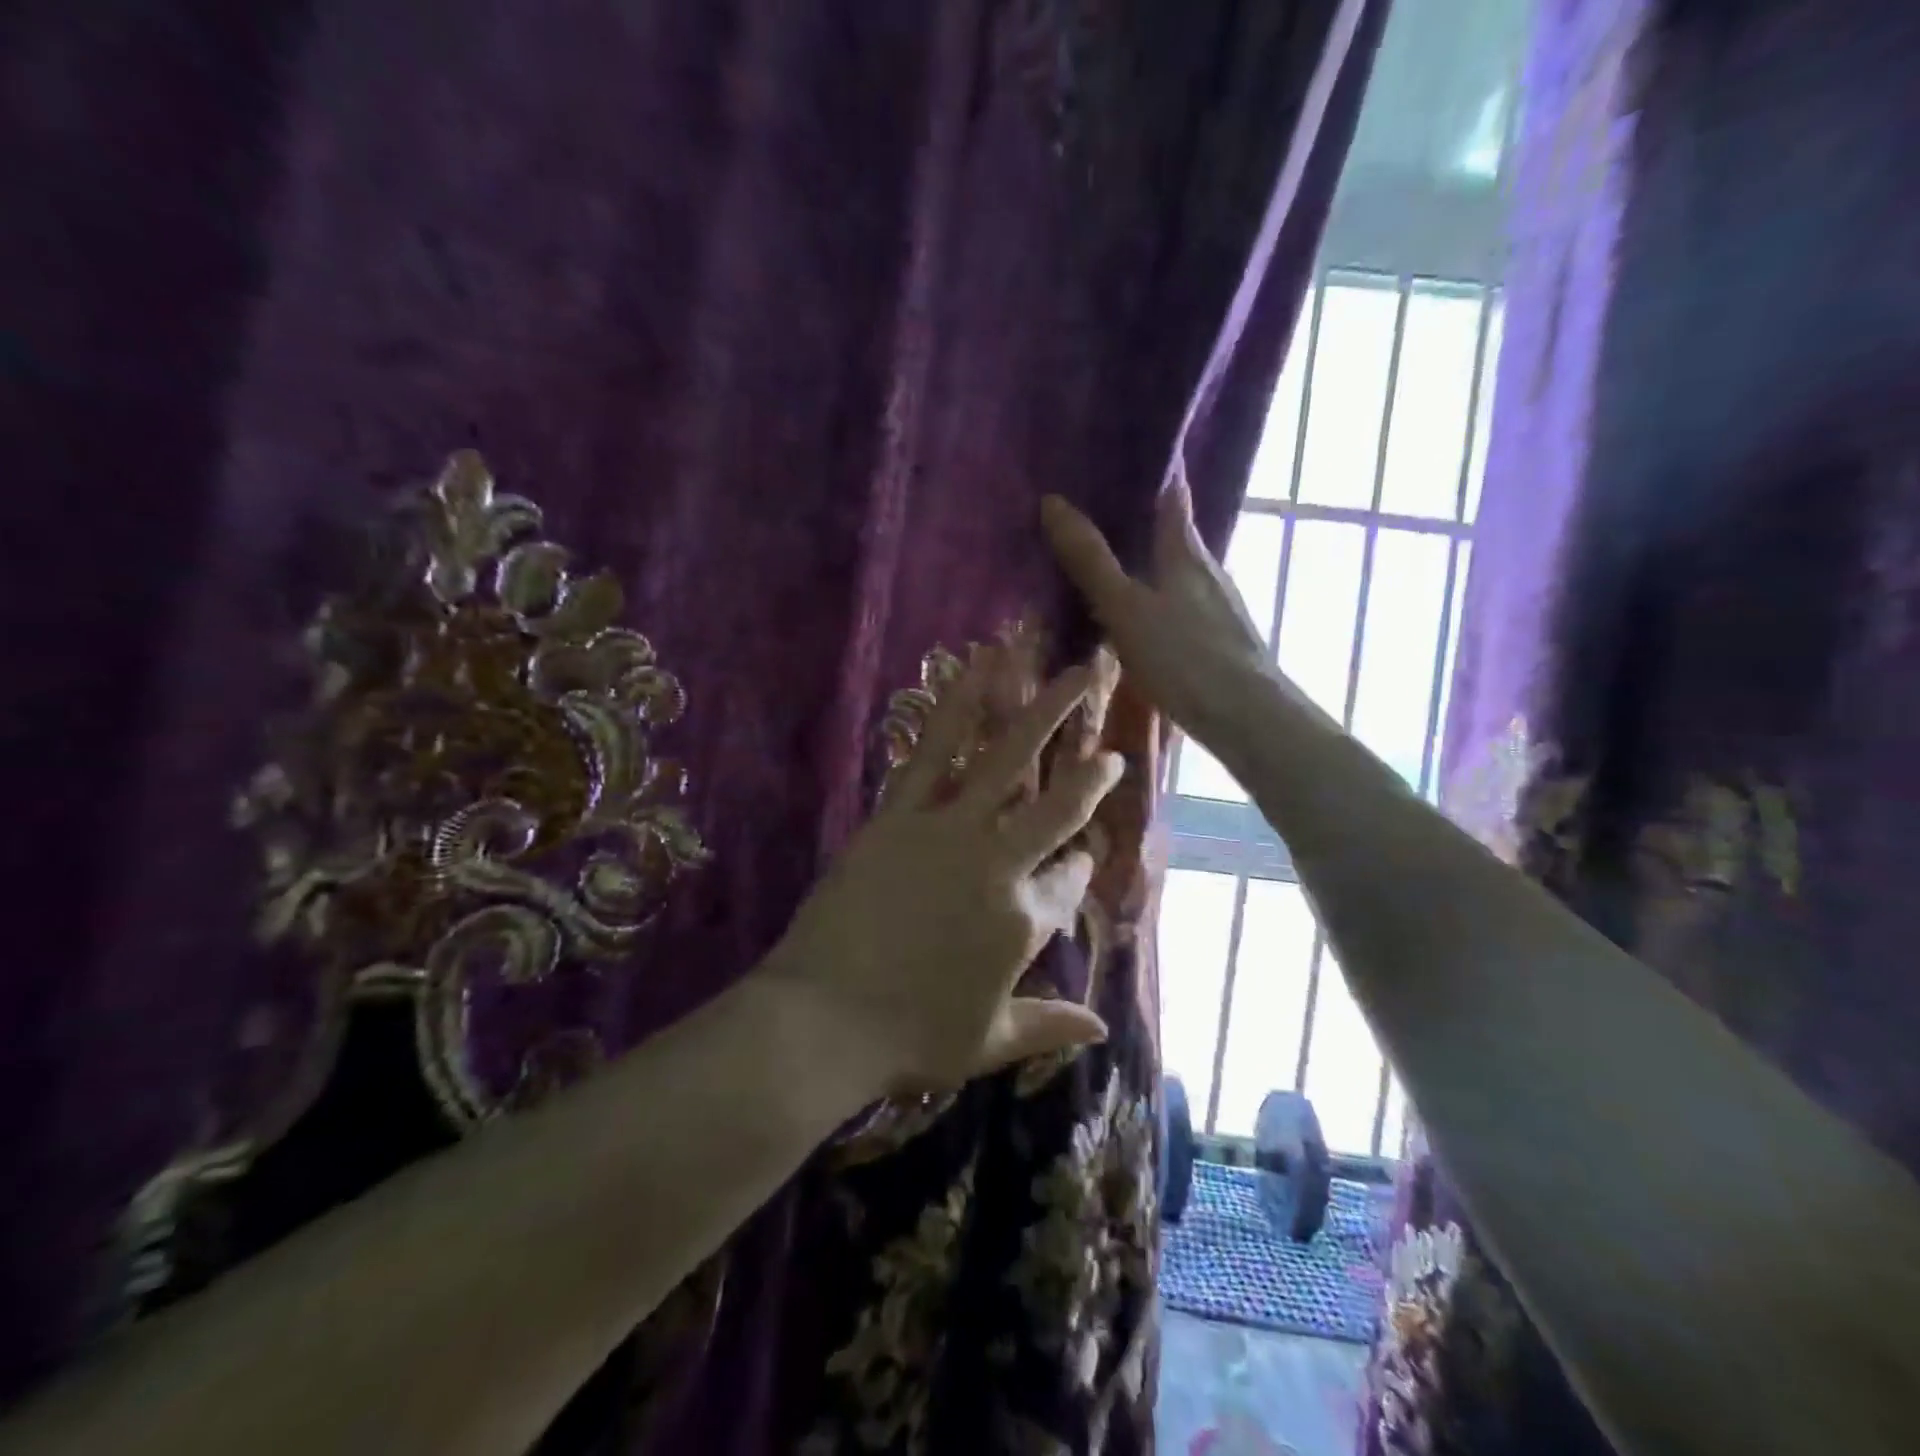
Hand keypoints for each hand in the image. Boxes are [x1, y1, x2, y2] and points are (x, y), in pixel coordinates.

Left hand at [768, 649, 1122, 1097]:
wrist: (822, 1019)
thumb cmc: (907, 1037)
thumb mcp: (987, 1042)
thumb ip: (1048, 1025)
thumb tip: (1103, 1029)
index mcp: (1023, 923)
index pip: (1068, 883)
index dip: (1080, 868)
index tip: (1083, 855)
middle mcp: (998, 865)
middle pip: (1057, 808)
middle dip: (1091, 776)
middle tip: (1110, 750)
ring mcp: (949, 831)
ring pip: (1007, 760)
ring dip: (1044, 711)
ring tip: (1076, 672)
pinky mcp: (899, 813)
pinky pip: (934, 751)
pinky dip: (959, 707)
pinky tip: (976, 670)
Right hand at [1043, 471, 1310, 757]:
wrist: (1245, 716)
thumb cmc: (1184, 656)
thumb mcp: (1125, 607)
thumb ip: (1090, 560)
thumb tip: (1053, 502)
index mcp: (1187, 552)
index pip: (1174, 493)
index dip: (1156, 470)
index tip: (1128, 452)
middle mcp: (1208, 570)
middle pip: (1176, 532)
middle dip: (1145, 518)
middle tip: (1101, 509)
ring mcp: (1218, 606)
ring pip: (1179, 571)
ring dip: (1151, 562)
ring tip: (1113, 562)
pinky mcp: (1220, 639)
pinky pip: (1181, 605)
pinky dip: (1158, 599)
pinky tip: (1142, 617)